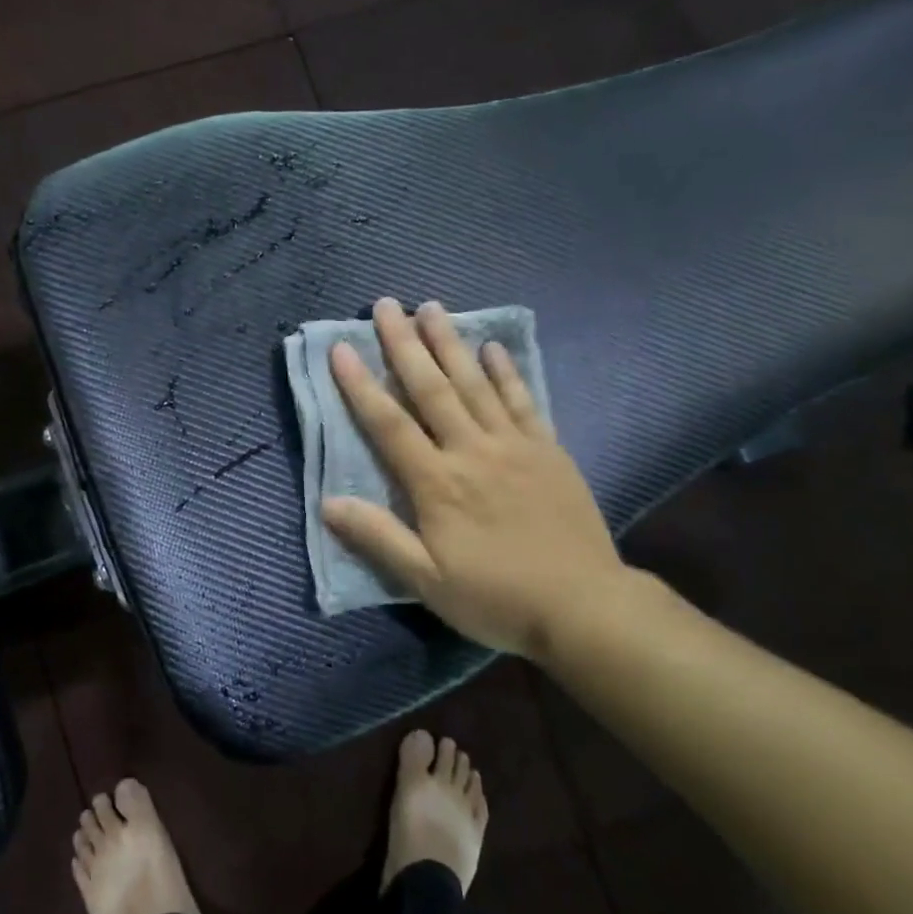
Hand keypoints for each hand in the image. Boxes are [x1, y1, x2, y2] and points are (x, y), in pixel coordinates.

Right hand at [321, 298, 628, 659]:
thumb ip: (378, 537)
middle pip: (431, 389)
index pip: (389, 424)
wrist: (584, 607)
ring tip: (431, 308)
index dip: (361, 385)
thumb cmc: (496, 597)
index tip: (341, 349)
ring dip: (450, 344)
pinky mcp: (547, 450)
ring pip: (475, 384)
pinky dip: (505, 372)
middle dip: (405, 345)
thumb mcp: (427, 581)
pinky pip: (523, 400)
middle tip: (386, 306)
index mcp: (437, 483)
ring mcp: (514, 445)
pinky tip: (492, 347)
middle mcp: (471, 451)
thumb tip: (328, 502)